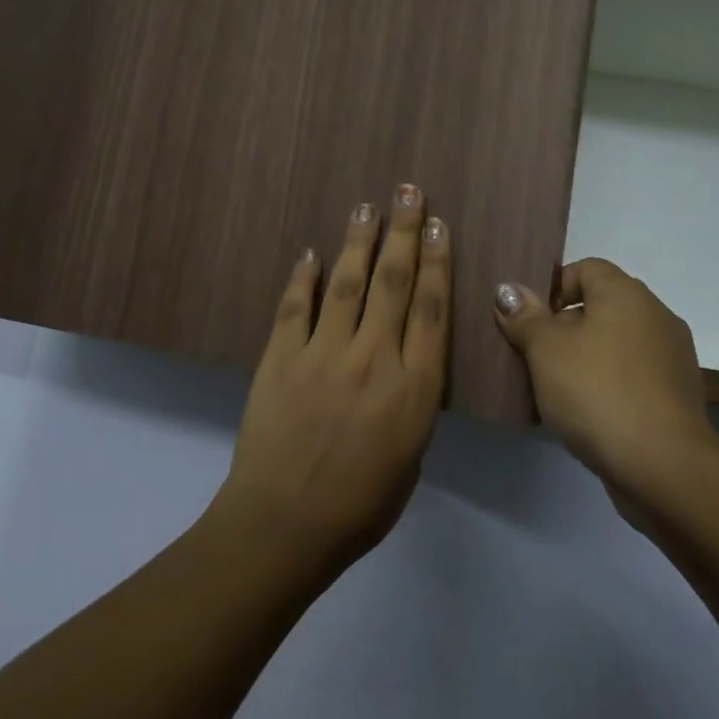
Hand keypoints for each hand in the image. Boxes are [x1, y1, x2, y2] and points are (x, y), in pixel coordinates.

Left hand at [216, 185, 449, 572]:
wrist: (284, 526)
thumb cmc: (360, 507)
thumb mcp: (411, 458)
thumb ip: (413, 404)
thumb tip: (406, 369)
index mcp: (414, 388)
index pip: (432, 310)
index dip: (437, 262)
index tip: (437, 226)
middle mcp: (374, 359)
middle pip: (394, 283)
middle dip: (403, 232)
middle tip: (408, 192)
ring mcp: (324, 354)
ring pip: (347, 284)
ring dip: (359, 241)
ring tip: (367, 207)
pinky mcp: (281, 358)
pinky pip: (295, 307)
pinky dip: (304, 277)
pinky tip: (313, 252)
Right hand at [493, 259, 717, 497]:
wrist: (662, 465)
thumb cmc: (597, 391)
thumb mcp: (546, 350)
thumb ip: (525, 317)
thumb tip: (508, 289)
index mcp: (626, 293)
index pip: (586, 268)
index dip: (554, 288)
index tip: (530, 321)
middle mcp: (656, 315)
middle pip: (601, 306)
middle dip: (565, 327)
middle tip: (535, 357)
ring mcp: (672, 357)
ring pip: (617, 344)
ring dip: (587, 359)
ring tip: (556, 390)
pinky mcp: (677, 396)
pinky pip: (633, 376)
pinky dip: (609, 386)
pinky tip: (587, 414)